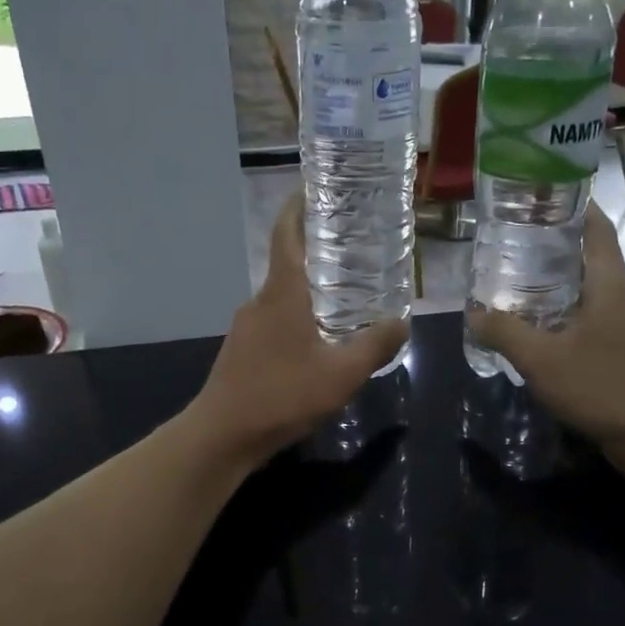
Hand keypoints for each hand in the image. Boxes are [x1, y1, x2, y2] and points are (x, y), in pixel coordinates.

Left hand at [189, 198, 407, 465]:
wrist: (222, 435)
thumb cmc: (282, 395)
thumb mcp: (341, 374)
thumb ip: (374, 347)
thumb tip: (402, 323)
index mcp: (282, 294)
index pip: (286, 236)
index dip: (297, 208)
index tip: (311, 189)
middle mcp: (259, 302)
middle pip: (287, 266)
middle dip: (315, 255)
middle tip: (351, 252)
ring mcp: (245, 327)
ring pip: (281, 299)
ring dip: (308, 293)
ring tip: (342, 299)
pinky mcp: (241, 351)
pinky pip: (273, 323)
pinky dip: (296, 320)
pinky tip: (316, 343)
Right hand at [467, 204, 624, 471]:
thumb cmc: (604, 386)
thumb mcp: (542, 359)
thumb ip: (504, 332)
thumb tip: (473, 313)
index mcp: (610, 282)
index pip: (594, 226)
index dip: (569, 205)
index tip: (535, 196)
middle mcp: (624, 295)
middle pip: (588, 257)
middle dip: (551, 247)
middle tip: (507, 245)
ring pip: (589, 292)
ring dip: (556, 285)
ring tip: (514, 285)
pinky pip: (592, 321)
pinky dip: (565, 316)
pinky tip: (537, 332)